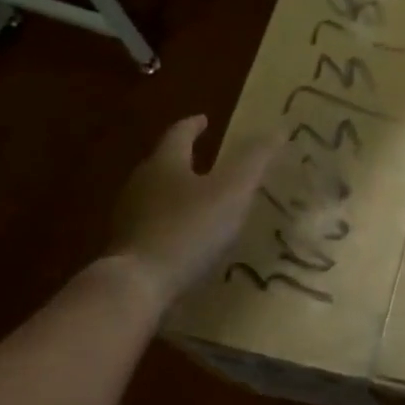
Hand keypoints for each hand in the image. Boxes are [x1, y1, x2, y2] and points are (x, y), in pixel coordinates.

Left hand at [106, 115, 276, 308]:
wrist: (138, 285)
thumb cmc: (188, 229)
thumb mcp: (232, 191)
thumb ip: (254, 161)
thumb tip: (276, 129)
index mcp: (165, 163)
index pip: (179, 134)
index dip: (194, 125)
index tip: (204, 120)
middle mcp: (141, 183)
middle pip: (164, 163)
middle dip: (185, 159)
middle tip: (208, 160)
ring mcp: (130, 216)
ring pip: (157, 195)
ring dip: (178, 193)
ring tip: (202, 200)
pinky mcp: (128, 247)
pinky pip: (154, 225)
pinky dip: (172, 223)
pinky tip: (187, 237)